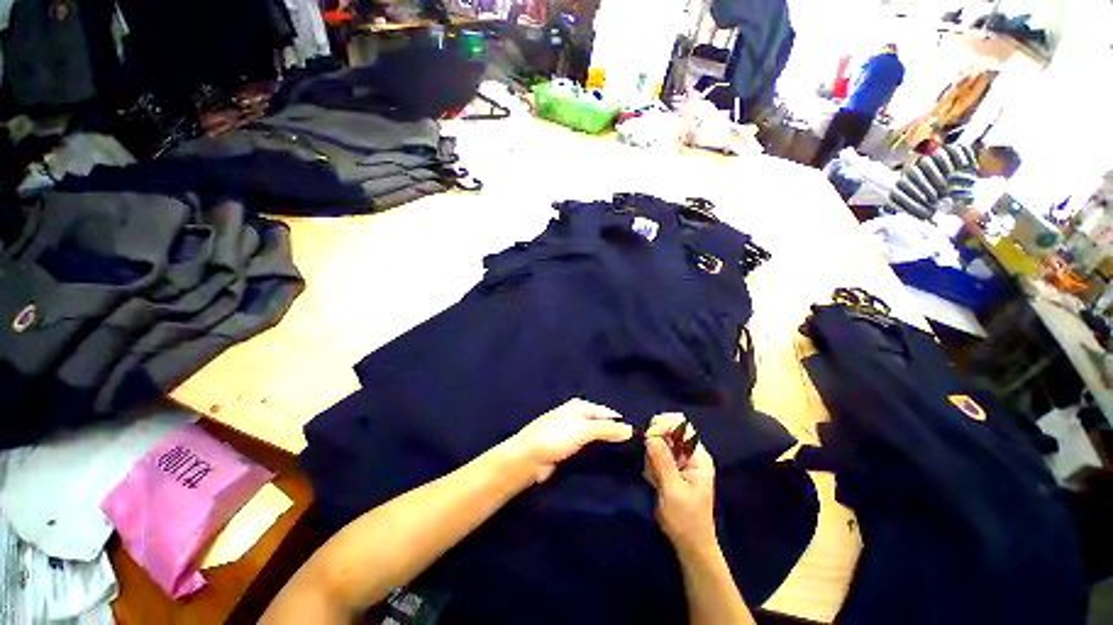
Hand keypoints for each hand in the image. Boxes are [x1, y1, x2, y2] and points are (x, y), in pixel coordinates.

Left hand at [508, 399, 633, 483]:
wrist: (529, 458)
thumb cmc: (556, 436)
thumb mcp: (584, 429)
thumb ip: (607, 429)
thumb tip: (631, 429)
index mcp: (580, 406)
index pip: (607, 413)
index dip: (621, 423)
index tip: (638, 438)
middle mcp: (578, 417)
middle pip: (602, 425)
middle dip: (615, 435)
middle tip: (635, 450)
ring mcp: (573, 434)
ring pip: (596, 439)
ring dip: (607, 446)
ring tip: (627, 457)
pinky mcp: (569, 450)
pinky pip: (588, 450)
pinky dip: (597, 454)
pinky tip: (608, 463)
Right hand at [644, 413, 717, 555]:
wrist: (690, 545)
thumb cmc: (686, 520)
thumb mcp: (673, 491)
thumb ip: (662, 461)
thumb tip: (650, 435)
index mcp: (698, 457)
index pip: (682, 425)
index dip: (664, 424)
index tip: (649, 437)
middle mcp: (690, 453)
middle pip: (668, 429)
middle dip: (655, 443)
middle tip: (651, 463)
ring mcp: (680, 460)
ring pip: (658, 442)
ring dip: (651, 457)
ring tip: (655, 479)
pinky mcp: (671, 467)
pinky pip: (655, 454)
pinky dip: (650, 464)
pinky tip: (654, 482)